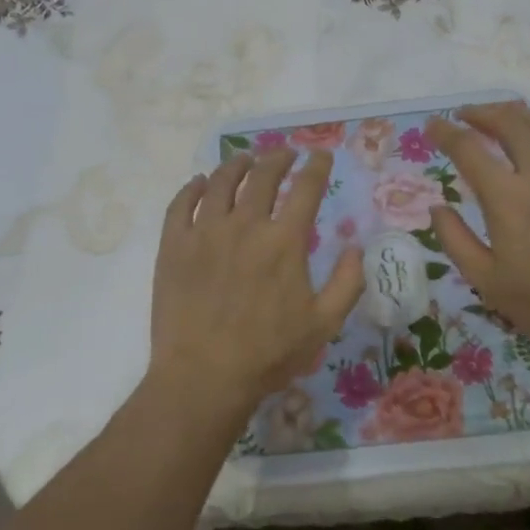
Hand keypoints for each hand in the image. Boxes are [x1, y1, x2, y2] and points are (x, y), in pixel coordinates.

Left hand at [149, 148, 364, 427]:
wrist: (203, 376)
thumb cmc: (268, 354)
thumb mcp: (324, 325)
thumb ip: (347, 282)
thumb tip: (355, 247)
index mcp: (284, 241)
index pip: (306, 188)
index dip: (316, 166)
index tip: (320, 155)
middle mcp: (245, 225)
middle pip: (263, 176)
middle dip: (278, 158)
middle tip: (284, 153)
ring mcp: (204, 232)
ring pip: (220, 182)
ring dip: (236, 165)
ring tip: (244, 160)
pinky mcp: (173, 245)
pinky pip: (180, 204)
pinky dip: (191, 187)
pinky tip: (199, 182)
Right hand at [425, 102, 529, 354]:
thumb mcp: (487, 282)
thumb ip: (455, 241)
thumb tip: (436, 207)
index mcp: (507, 198)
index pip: (469, 149)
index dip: (446, 132)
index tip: (433, 126)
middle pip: (509, 123)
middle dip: (481, 113)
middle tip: (465, 116)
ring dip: (517, 116)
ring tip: (503, 118)